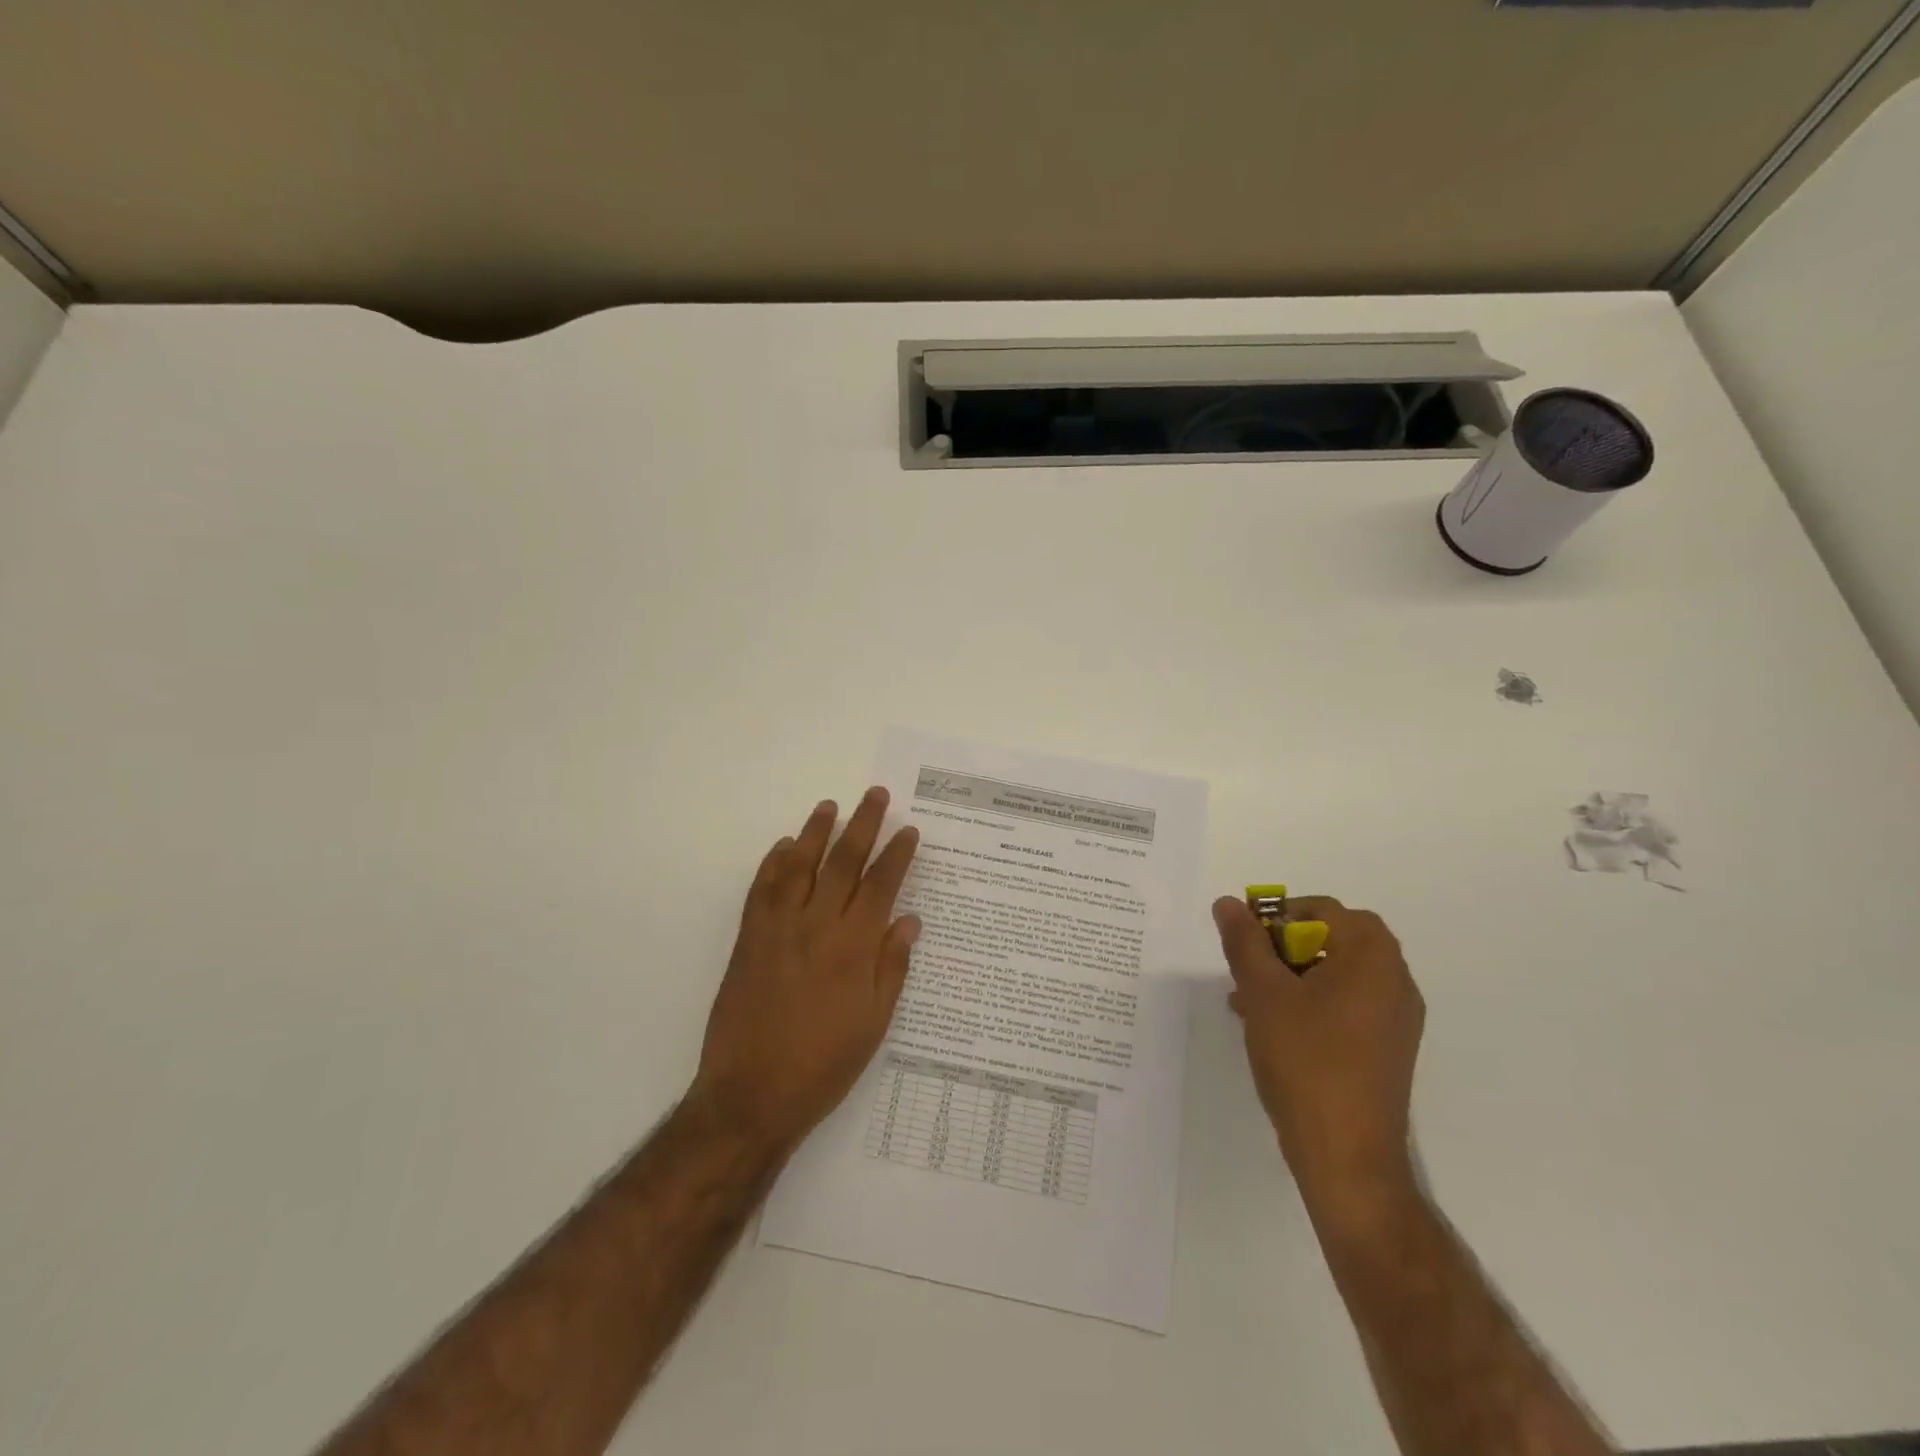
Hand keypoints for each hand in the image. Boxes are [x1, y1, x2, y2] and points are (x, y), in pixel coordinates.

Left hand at [690, 787, 921, 1156]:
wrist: (751, 1095)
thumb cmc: (823, 1064)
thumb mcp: (874, 1023)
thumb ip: (891, 966)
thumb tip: (908, 920)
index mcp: (853, 948)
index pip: (880, 885)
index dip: (897, 854)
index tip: (908, 830)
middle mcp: (816, 926)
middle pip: (843, 863)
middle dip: (862, 825)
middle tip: (875, 795)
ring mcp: (777, 929)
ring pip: (799, 866)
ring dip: (816, 832)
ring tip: (829, 806)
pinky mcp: (749, 940)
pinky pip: (761, 890)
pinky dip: (773, 864)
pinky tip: (784, 847)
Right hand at [1212, 895, 1424, 1214]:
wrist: (1346, 1155)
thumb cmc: (1305, 1060)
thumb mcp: (1263, 993)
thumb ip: (1244, 942)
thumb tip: (1228, 903)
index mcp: (1372, 958)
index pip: (1324, 910)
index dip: (1279, 916)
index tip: (1247, 941)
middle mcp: (1394, 980)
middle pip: (1333, 939)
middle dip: (1283, 947)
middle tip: (1248, 969)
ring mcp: (1396, 1018)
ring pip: (1336, 974)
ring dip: (1292, 975)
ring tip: (1248, 1000)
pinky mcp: (1388, 1048)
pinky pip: (1345, 1005)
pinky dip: (1310, 1002)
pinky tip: (1272, 1027)